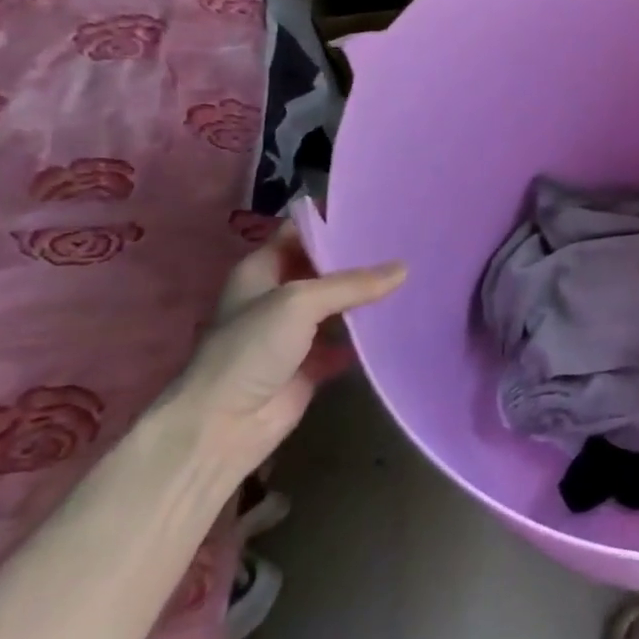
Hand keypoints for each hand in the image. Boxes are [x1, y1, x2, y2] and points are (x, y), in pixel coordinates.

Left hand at [163, 226, 405, 479]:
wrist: (223, 426)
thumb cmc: (250, 349)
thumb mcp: (299, 302)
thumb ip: (352, 284)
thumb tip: (403, 268)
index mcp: (262, 270)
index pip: (301, 233)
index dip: (334, 221)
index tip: (377, 211)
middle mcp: (279, 296)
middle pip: (325, 268)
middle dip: (361, 258)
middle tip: (407, 242)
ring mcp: (296, 332)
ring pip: (340, 305)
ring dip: (369, 296)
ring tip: (415, 275)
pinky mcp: (313, 363)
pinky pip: (348, 342)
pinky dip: (370, 335)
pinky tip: (402, 321)